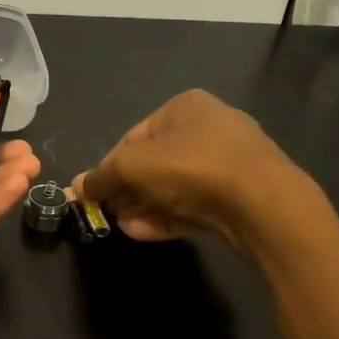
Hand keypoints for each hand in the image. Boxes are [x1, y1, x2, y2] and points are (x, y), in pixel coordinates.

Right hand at [73, 89, 312, 247]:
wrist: (261, 202)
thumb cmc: (189, 167)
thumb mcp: (130, 168)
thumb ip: (101, 177)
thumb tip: (78, 186)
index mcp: (184, 106)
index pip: (133, 137)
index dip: (109, 166)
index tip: (94, 193)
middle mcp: (210, 126)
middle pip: (154, 163)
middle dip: (128, 190)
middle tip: (110, 213)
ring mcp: (230, 161)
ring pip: (175, 186)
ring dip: (145, 206)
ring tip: (126, 227)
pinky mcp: (242, 194)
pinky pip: (196, 203)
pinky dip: (170, 216)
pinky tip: (147, 233)